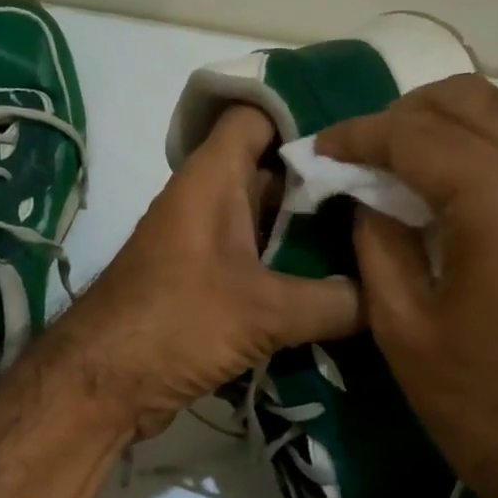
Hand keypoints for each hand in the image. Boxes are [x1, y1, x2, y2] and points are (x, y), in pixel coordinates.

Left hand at [53, 105, 363, 438]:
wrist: (102, 386)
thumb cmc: (174, 324)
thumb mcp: (262, 311)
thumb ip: (333, 301)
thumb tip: (389, 299)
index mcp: (211, 179)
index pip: (257, 115)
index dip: (306, 111)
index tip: (365, 129)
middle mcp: (208, 203)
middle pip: (275, 172)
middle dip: (328, 180)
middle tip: (395, 190)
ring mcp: (207, 247)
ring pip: (271, 223)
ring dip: (315, 232)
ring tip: (384, 236)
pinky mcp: (208, 288)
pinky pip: (261, 265)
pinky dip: (296, 272)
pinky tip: (346, 287)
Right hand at [318, 75, 497, 497]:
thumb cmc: (476, 398)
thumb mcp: (400, 322)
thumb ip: (376, 240)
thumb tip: (364, 194)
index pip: (417, 134)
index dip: (360, 134)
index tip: (320, 148)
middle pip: (468, 101)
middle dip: (402, 115)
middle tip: (358, 152)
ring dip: (443, 123)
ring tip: (395, 158)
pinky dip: (479, 144)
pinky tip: (445, 178)